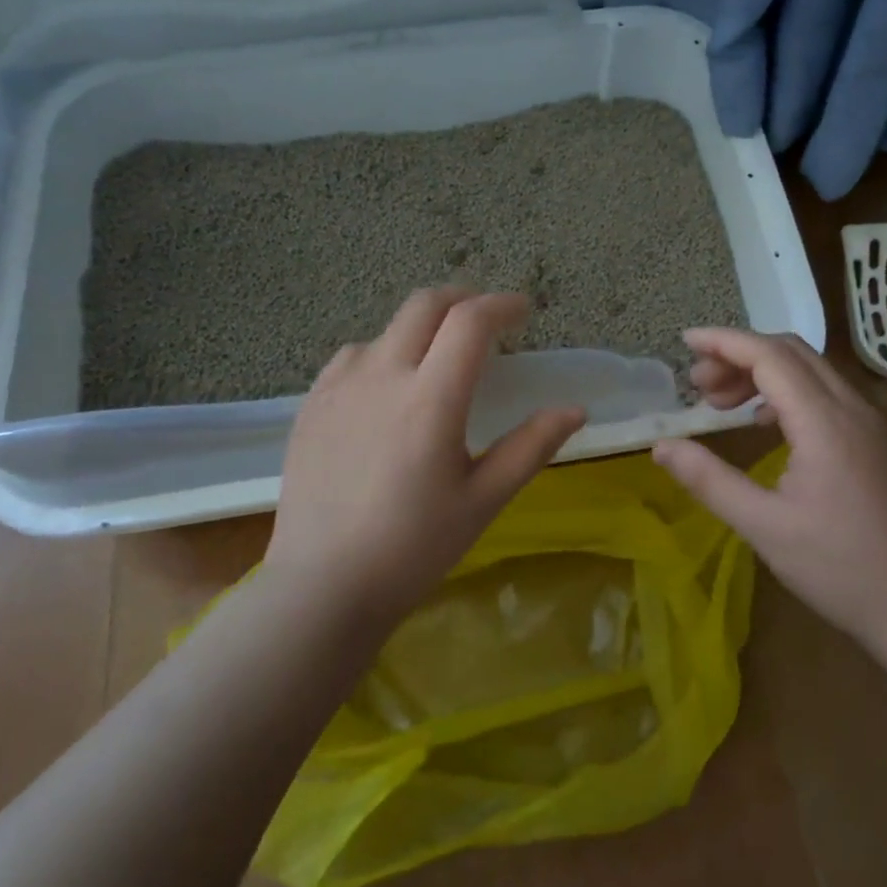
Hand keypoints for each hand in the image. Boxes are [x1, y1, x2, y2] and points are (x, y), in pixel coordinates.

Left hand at [266, 287, 586, 626]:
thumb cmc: (414, 548)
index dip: (502, 305)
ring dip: (421, 328)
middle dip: (463, 299)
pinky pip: (352, 357)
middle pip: (424, 305)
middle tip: (487, 318)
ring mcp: (339, 387)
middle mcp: (382, 376)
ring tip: (438, 359)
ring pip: (387, 330)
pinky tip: (388, 387)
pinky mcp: (311, 404)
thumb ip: (531, 447)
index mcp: (430, 399)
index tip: (523, 311)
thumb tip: (575, 410)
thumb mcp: (484, 500)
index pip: (470, 322)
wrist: (322, 587)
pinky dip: (384, 353)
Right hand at [652, 327, 886, 651]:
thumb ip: (709, 480)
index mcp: (824, 422)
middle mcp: (851, 407)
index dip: (724, 342)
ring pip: (809, 369)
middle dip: (738, 355)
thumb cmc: (839, 568)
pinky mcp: (874, 438)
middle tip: (698, 384)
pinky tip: (763, 422)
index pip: (769, 356)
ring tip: (721, 402)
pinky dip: (786, 391)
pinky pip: (825, 391)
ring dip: (762, 372)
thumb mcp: (763, 527)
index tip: (685, 341)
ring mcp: (869, 420)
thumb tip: (661, 447)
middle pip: (790, 352)